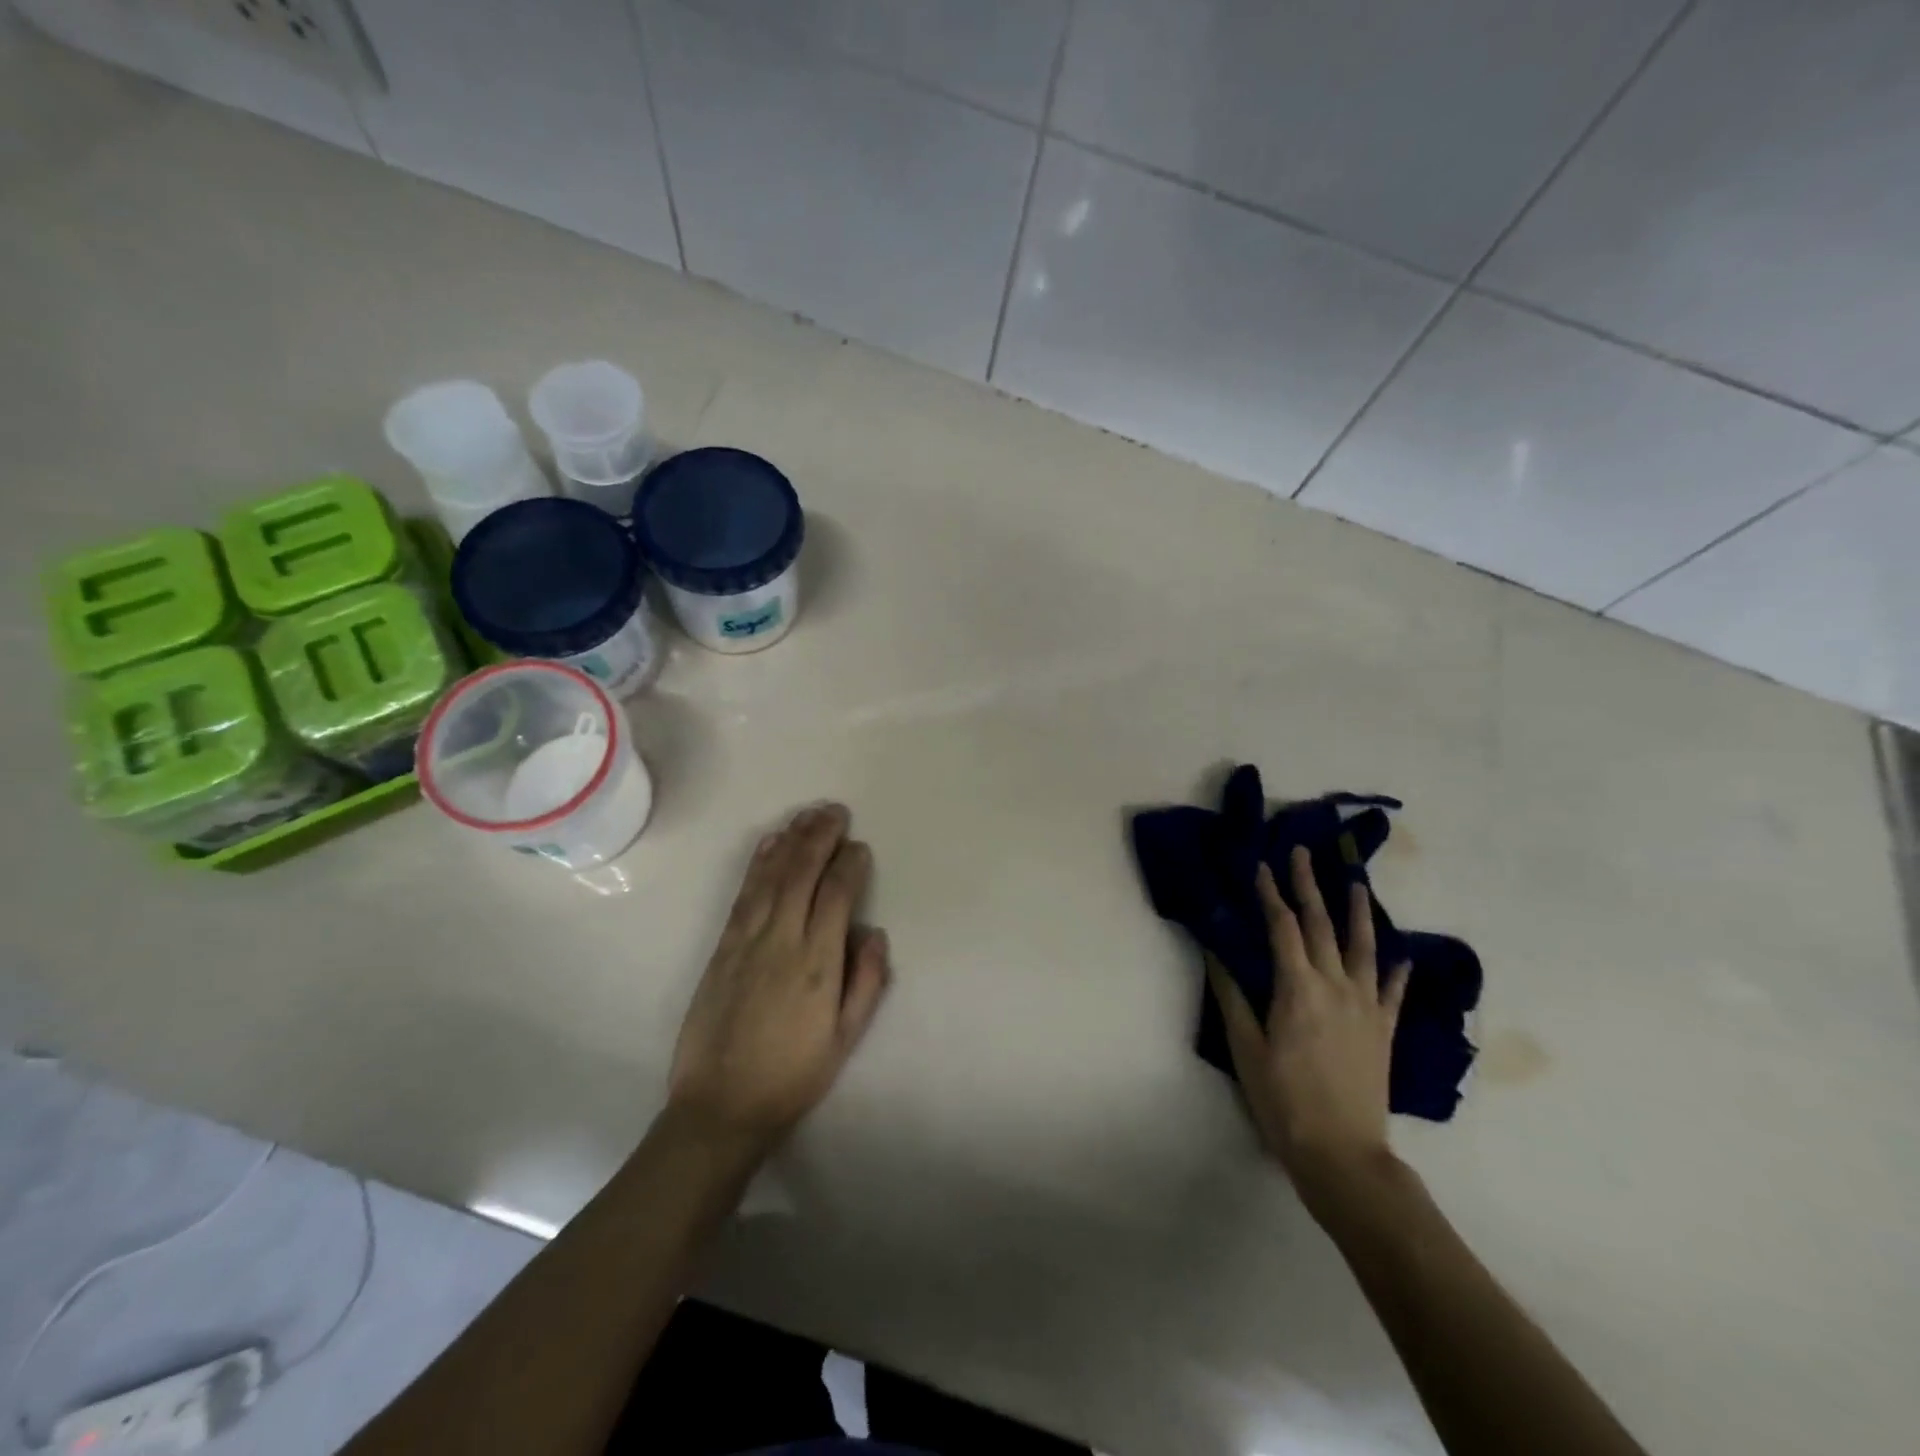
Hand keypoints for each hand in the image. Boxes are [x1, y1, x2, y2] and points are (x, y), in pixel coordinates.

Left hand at [669, 803, 890, 1150]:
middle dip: (820, 837)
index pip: (837, 895)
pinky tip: (769, 844)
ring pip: (771, 876)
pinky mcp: (722, 947)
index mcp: (817, 963)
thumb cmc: (793, 1074)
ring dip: (790, 840)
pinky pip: (743, 894)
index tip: (860, 847)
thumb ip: (866, 982)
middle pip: (802, 873)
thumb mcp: (845, 1039)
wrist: (721, 1105)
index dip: (850, 865)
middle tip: (835, 810)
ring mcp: (747, 940)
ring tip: (807, 814)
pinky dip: (758, 863)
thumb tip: (875, 933)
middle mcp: (782, 940)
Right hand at [1209, 846, 1409, 1201]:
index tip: (1261, 865)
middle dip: (1309, 886)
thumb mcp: (1245, 1048)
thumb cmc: (1283, 1100)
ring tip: (1357, 883)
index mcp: (1297, 988)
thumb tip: (1214, 951)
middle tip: (1302, 853)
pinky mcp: (1383, 1029)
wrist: (1342, 1153)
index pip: (1282, 927)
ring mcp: (1366, 1006)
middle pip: (1321, 925)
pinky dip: (1397, 968)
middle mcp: (1336, 986)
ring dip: (1358, 912)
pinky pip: (1393, 991)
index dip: (1270, 894)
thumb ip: (1232, 995)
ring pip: (1364, 948)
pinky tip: (1401, 953)